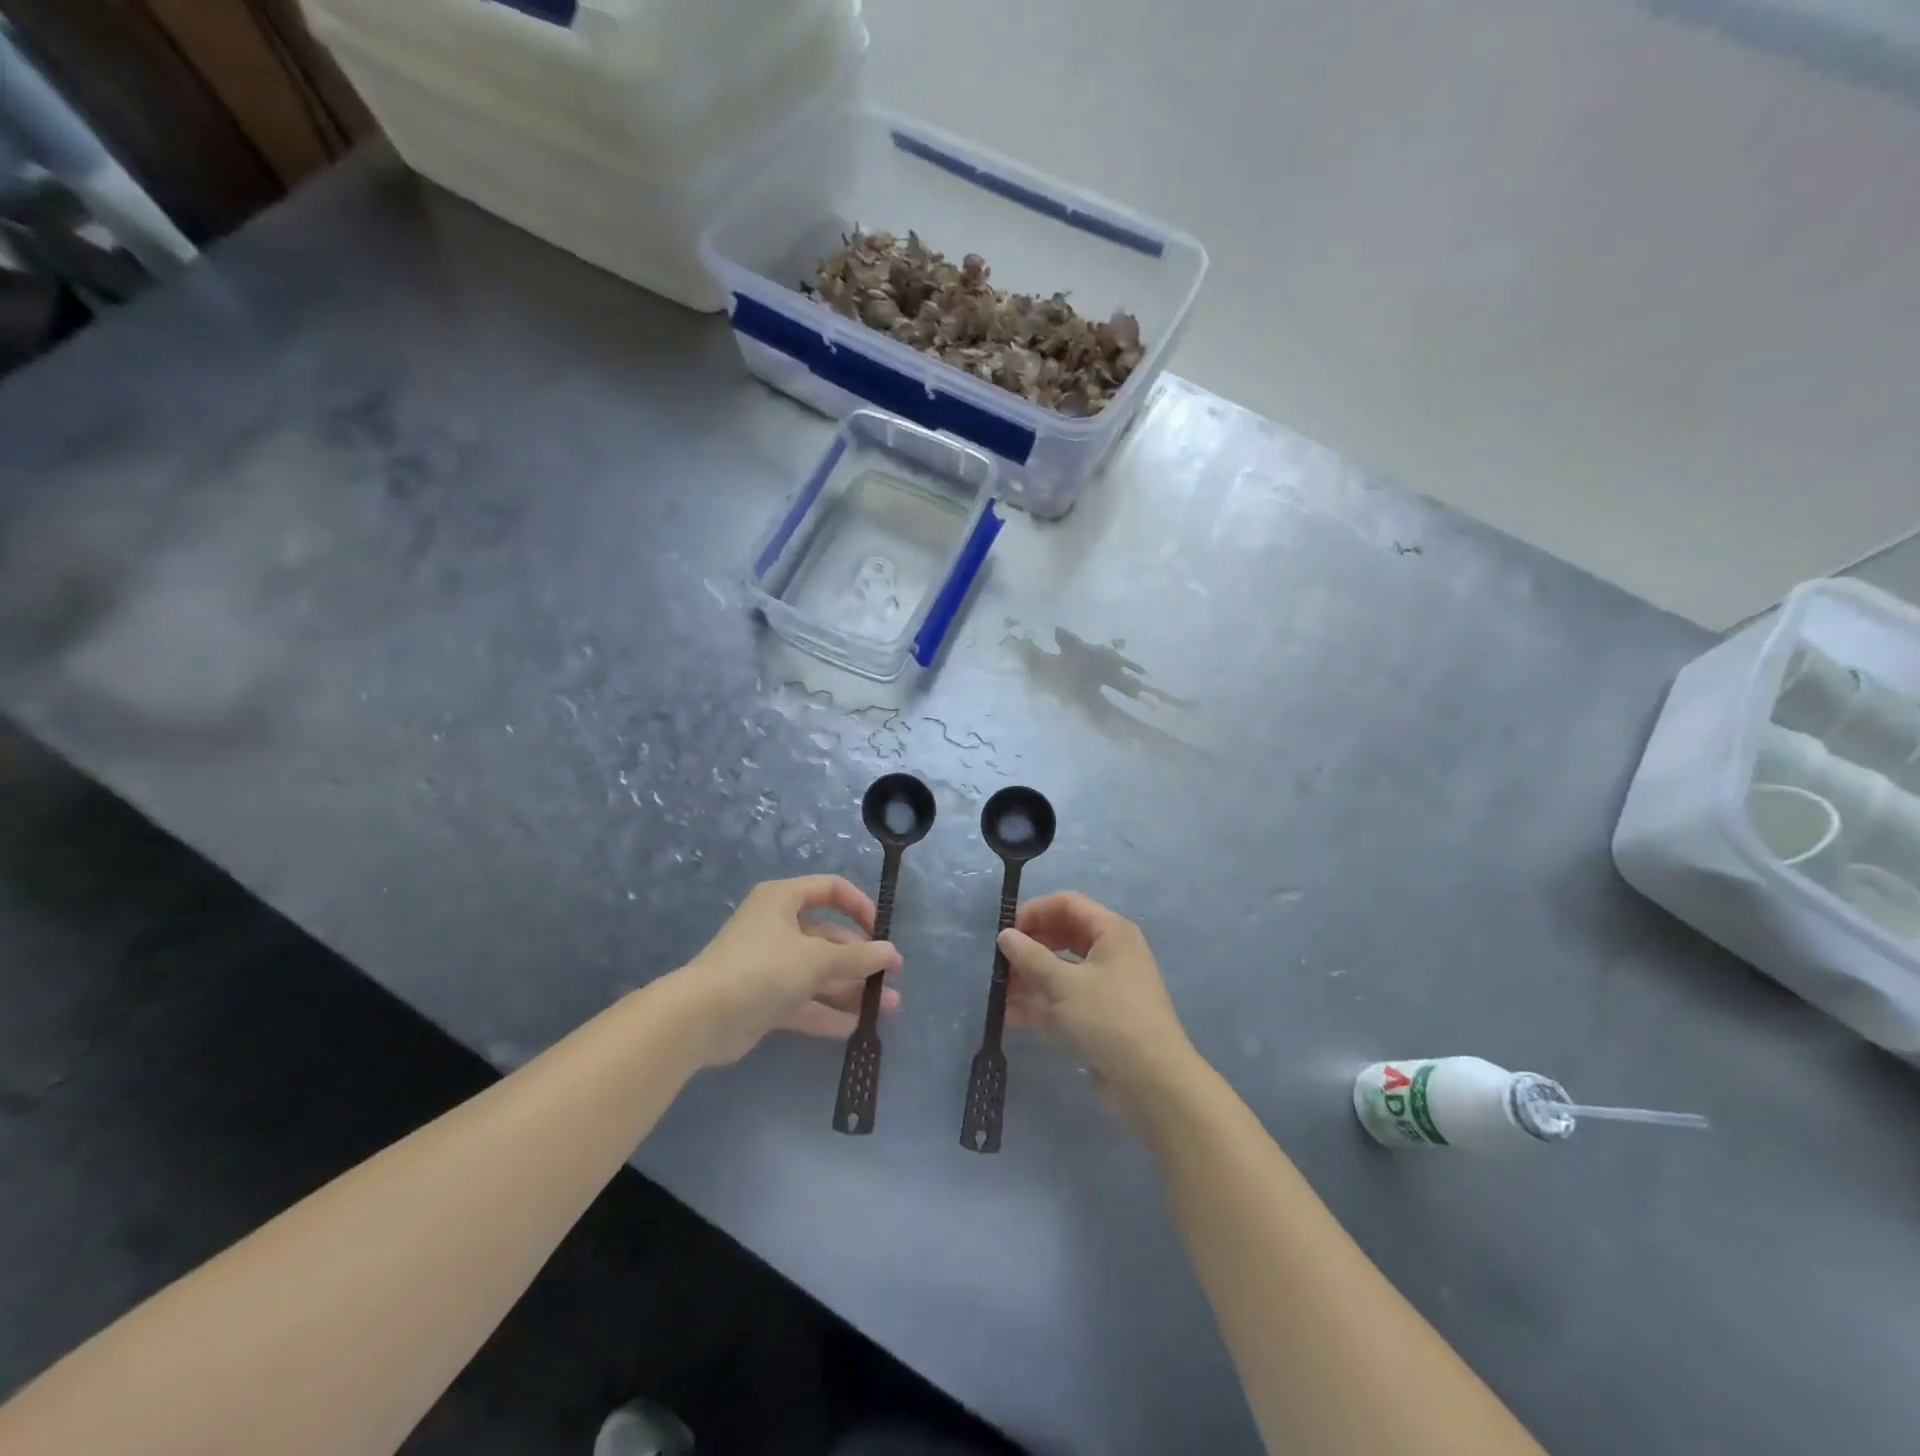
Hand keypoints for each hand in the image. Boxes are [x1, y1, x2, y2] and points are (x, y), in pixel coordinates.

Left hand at [674, 876, 902, 1065]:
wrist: (701, 1019)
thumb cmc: (762, 969)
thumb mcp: (816, 959)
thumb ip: (858, 957)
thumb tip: (891, 954)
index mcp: (783, 899)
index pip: (831, 890)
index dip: (859, 906)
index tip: (880, 932)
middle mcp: (777, 927)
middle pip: (829, 937)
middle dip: (861, 959)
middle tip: (891, 978)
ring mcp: (770, 965)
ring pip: (819, 973)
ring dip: (851, 989)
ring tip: (887, 1008)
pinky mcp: (765, 999)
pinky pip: (804, 1000)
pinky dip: (828, 1012)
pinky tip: (857, 1027)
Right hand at [1000, 892, 1196, 1104]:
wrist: (1152, 1081)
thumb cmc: (1108, 1018)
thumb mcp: (1063, 984)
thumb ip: (1030, 957)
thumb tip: (1005, 935)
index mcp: (1111, 932)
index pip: (1067, 904)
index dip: (1035, 911)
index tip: (1006, 931)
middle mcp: (1113, 952)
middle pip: (1064, 935)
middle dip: (1031, 946)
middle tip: (1002, 963)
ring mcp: (1109, 986)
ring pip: (1063, 969)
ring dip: (1032, 977)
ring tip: (1001, 991)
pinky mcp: (1103, 1017)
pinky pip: (1068, 999)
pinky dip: (1043, 1003)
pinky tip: (1013, 1015)